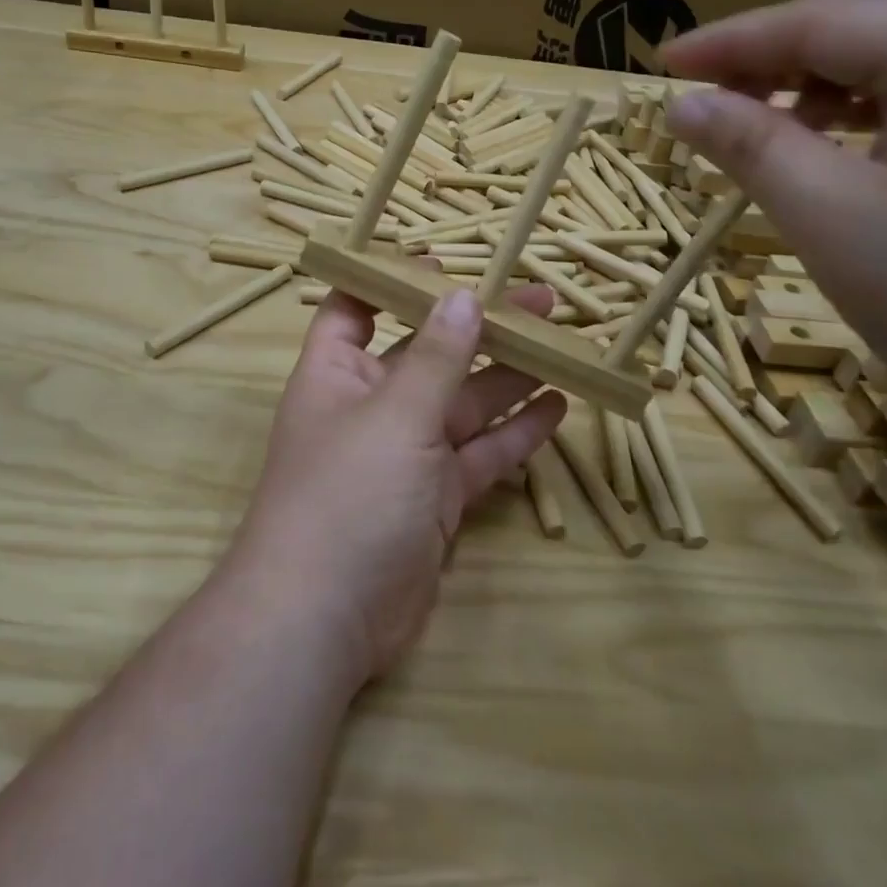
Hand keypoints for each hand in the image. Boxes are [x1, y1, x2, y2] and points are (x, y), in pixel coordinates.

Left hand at [230, 284, 567, 682]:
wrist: (325, 620)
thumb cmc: (347, 494)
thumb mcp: (395, 416)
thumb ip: (436, 358)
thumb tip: (463, 296)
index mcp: (338, 374)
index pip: (357, 309)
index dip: (393, 283)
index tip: (444, 266)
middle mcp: (372, 406)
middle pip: (430, 354)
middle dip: (480, 329)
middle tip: (541, 303)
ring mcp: (406, 455)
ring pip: (464, 405)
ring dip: (509, 378)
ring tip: (561, 347)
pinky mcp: (435, 499)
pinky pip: (479, 456)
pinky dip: (515, 435)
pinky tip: (556, 409)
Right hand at [659, 0, 886, 439]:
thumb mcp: (833, 220)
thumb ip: (752, 148)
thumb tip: (683, 106)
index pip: (813, 22)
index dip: (726, 43)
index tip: (660, 65)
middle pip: (860, 16)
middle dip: (773, 51)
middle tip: (711, 96)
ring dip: (820, 77)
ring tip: (770, 127)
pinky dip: (869, 103)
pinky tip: (841, 145)